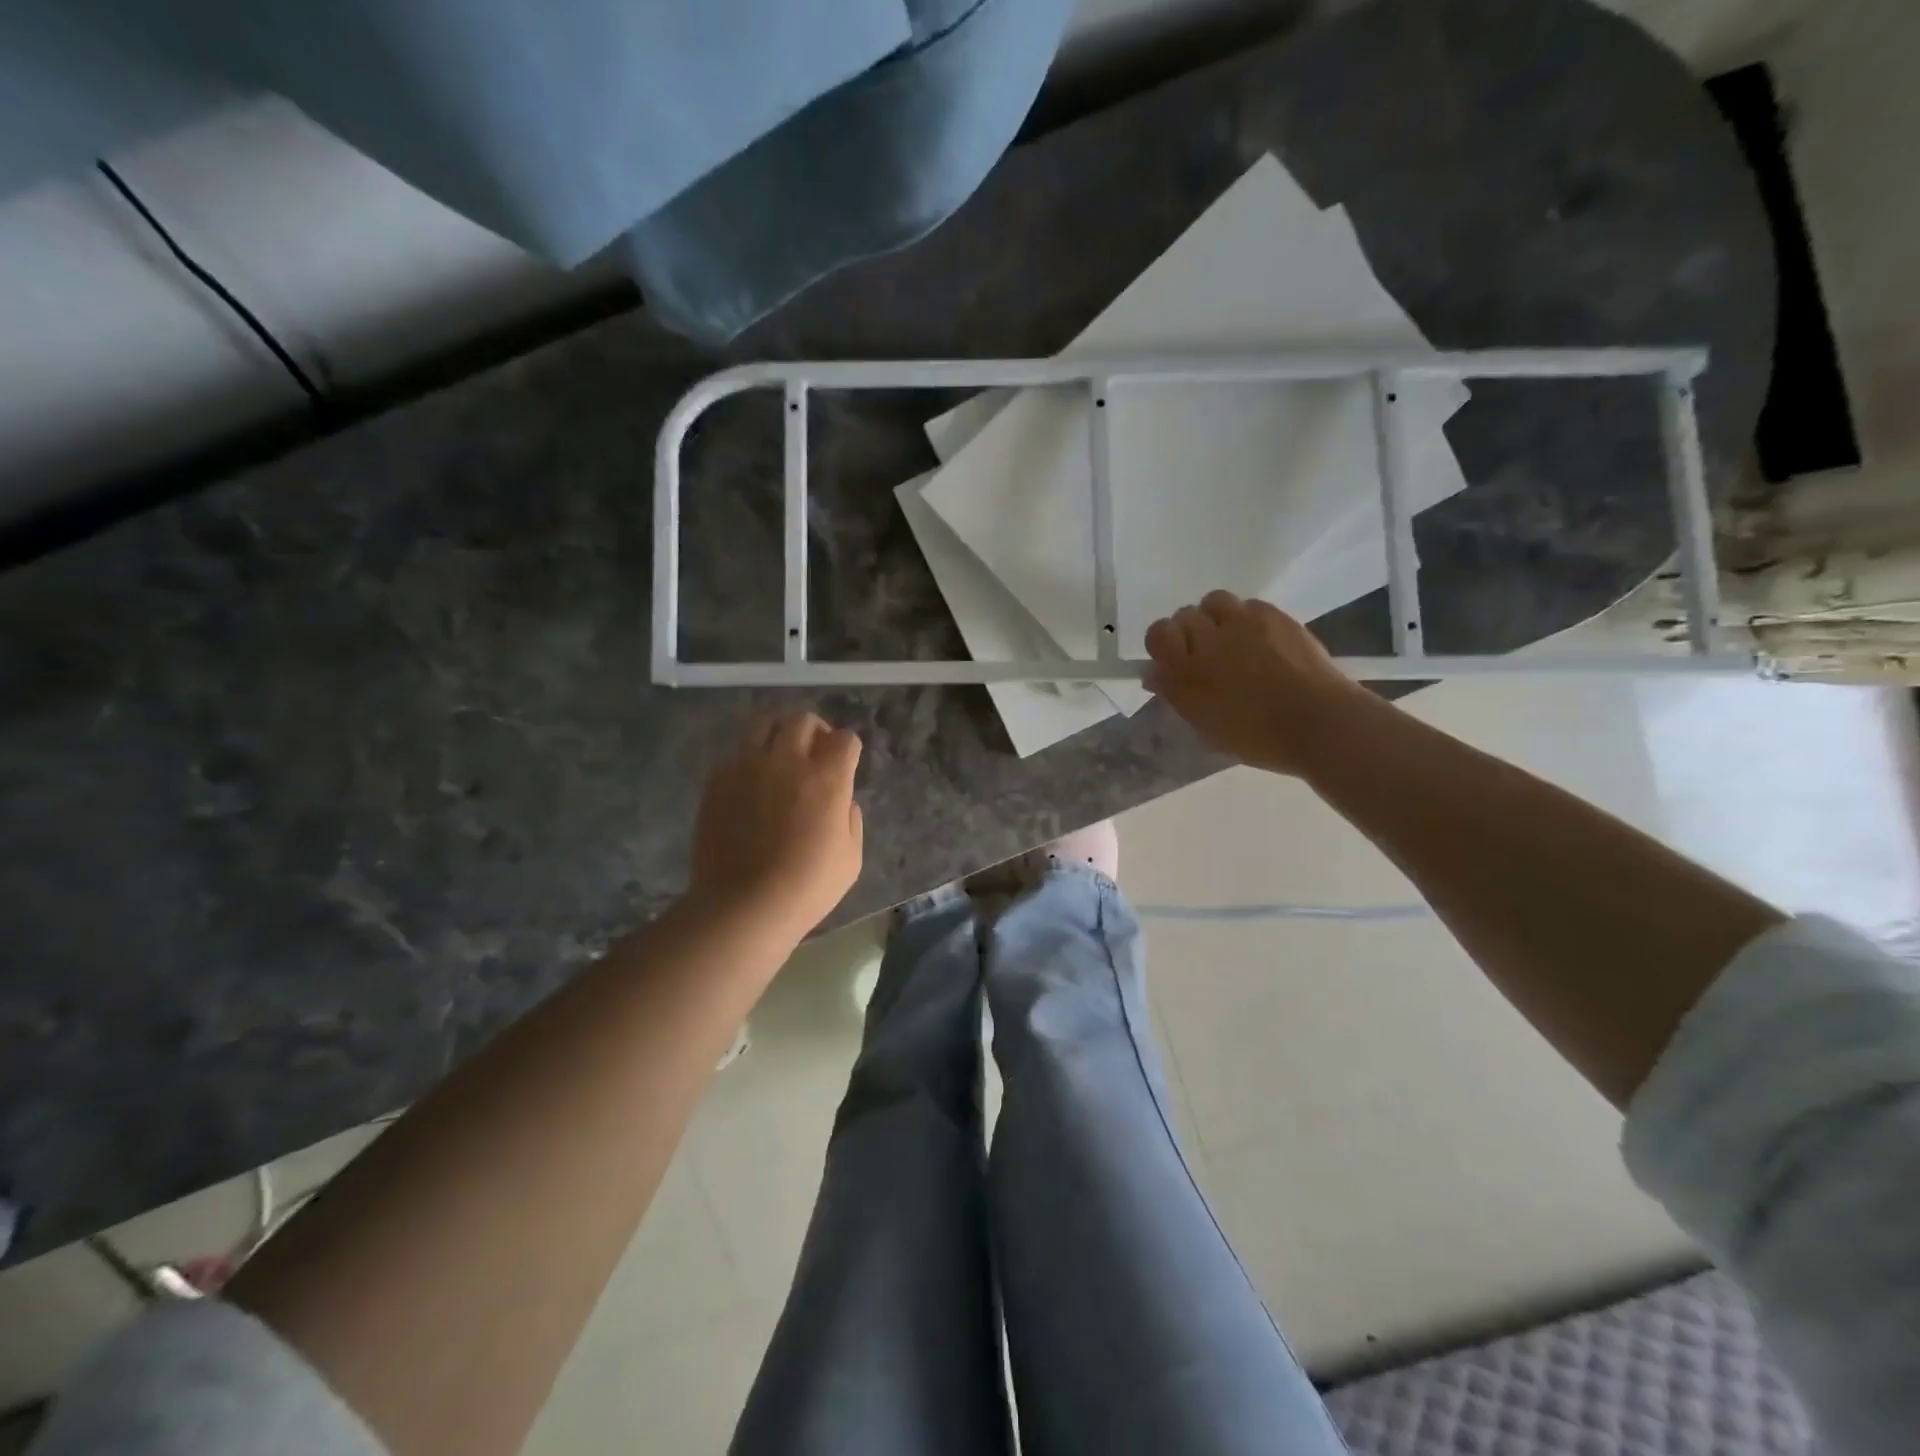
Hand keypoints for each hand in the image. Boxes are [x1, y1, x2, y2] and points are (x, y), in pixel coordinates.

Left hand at [687, 712, 863, 937]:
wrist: (742, 905)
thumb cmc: (807, 887)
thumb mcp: (851, 858)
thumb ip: (850, 818)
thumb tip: (842, 801)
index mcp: (827, 779)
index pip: (845, 739)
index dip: (848, 748)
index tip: (846, 763)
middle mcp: (787, 761)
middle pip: (803, 720)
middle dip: (815, 731)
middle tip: (815, 752)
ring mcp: (747, 767)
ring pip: (765, 724)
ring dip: (779, 733)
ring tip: (780, 755)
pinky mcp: (717, 780)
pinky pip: (737, 752)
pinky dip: (750, 758)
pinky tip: (752, 782)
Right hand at [1145, 591, 1370, 775]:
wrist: (1317, 722)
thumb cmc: (1258, 738)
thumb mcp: (1206, 728)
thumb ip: (1177, 697)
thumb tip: (1155, 674)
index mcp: (1185, 672)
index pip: (1158, 635)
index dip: (1162, 643)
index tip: (1173, 659)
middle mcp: (1208, 640)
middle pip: (1184, 616)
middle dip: (1189, 631)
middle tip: (1205, 652)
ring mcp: (1242, 623)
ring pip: (1213, 601)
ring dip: (1215, 616)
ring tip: (1230, 636)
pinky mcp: (1273, 615)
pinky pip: (1248, 604)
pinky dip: (1246, 617)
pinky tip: (1259, 638)